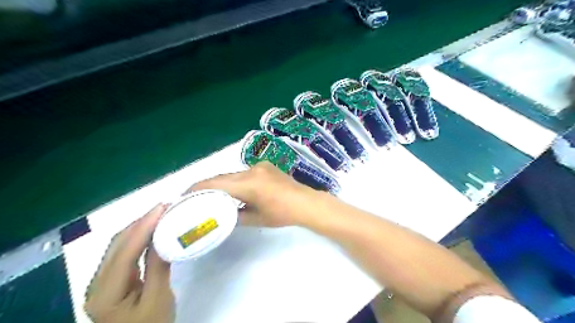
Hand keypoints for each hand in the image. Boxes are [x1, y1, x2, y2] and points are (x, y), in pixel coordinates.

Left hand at [85, 204, 174, 322]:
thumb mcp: (159, 298)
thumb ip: (158, 266)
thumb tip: (164, 236)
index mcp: (105, 293)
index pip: (125, 251)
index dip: (144, 226)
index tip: (162, 208)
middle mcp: (96, 284)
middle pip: (117, 245)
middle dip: (140, 222)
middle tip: (164, 207)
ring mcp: (102, 282)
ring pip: (119, 246)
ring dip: (139, 228)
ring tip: (160, 214)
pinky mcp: (112, 280)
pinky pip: (124, 253)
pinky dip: (138, 239)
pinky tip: (152, 231)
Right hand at [188, 162, 322, 226]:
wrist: (306, 202)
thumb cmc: (282, 214)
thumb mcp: (256, 219)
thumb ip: (235, 216)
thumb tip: (221, 215)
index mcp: (248, 184)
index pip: (216, 184)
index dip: (197, 188)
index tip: (183, 195)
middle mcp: (251, 170)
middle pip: (222, 177)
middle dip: (206, 186)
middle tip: (193, 196)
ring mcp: (259, 166)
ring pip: (232, 174)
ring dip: (221, 183)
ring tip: (210, 194)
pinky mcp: (265, 166)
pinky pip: (243, 172)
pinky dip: (234, 181)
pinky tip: (233, 190)